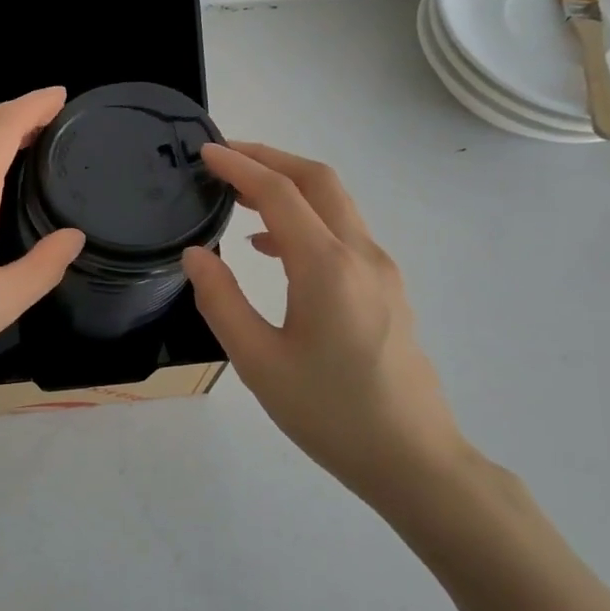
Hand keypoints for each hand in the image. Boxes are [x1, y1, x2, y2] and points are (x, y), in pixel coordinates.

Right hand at [180, 143, 475, 524]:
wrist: (413, 458)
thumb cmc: (329, 413)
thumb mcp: (258, 362)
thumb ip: (222, 301)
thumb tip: (196, 255)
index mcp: (328, 268)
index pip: (281, 194)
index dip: (240, 166)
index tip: (205, 152)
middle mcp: (361, 255)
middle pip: (319, 181)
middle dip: (270, 159)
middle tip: (224, 157)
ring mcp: (381, 271)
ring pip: (336, 205)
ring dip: (290, 188)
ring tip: (240, 196)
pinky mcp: (387, 290)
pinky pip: (343, 234)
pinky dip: (306, 221)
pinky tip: (272, 249)